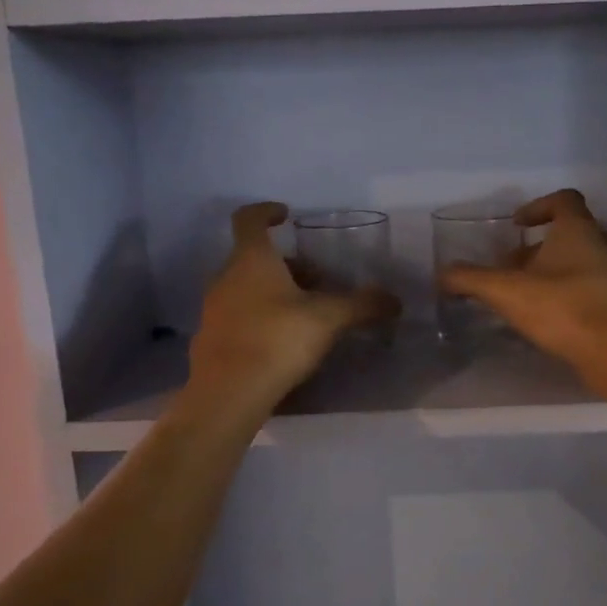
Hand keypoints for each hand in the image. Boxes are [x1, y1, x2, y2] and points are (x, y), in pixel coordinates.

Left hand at [188, 203, 398, 409]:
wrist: (228, 394)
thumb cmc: (277, 339)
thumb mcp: (328, 319)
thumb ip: (361, 305)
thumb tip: (395, 301)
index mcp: (251, 259)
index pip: (249, 219)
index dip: (266, 211)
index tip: (286, 214)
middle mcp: (226, 277)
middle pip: (254, 258)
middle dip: (287, 264)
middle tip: (318, 281)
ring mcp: (214, 309)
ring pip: (246, 287)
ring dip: (274, 291)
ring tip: (306, 313)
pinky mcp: (211, 339)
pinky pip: (239, 316)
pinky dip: (260, 317)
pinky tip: (283, 341)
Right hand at [437, 189, 606, 371]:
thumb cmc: (561, 307)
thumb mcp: (506, 291)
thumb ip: (471, 279)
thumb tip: (442, 274)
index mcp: (578, 230)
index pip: (564, 200)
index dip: (538, 206)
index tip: (516, 225)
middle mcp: (602, 245)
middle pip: (572, 231)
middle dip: (540, 245)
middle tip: (514, 265)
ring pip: (583, 260)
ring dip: (555, 269)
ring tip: (528, 291)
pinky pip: (591, 286)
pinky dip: (569, 292)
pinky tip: (548, 314)